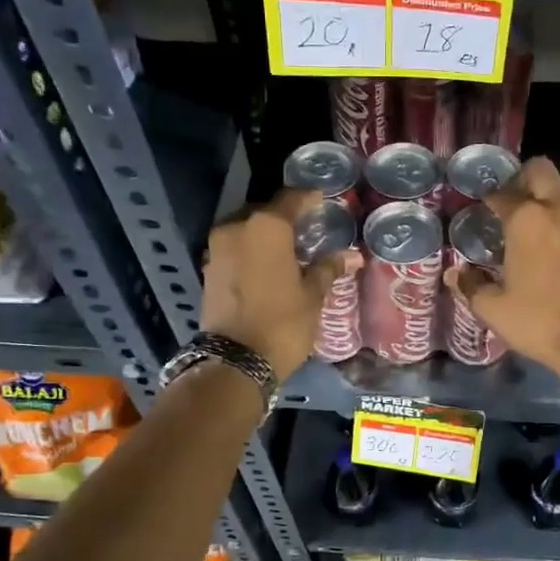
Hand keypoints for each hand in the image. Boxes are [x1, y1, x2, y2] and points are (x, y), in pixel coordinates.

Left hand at [201, 189, 359, 377]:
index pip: (290, 200)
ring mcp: (217, 249)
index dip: (308, 199)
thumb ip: (328, 268)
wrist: (235, 361)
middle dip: (284, 218)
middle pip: (264, 213)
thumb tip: (352, 255)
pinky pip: (234, 250)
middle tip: (306, 229)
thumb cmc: (282, 323)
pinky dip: (250, 252)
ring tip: (287, 250)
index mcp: (266, 227)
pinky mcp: (208, 270)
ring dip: (264, 236)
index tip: (322, 201)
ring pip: (245, 230)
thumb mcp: (312, 296)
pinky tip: (266, 267)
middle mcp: (236, 228)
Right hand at [445, 157, 559, 377]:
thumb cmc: (539, 319)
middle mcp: (558, 210)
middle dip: (522, 178)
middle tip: (506, 202)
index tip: (479, 207)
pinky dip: (558, 222)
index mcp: (527, 219)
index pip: (502, 193)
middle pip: (541, 171)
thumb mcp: (494, 308)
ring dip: (543, 201)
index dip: (487, 198)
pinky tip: (546, 248)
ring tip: (523, 228)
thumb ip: (471, 285)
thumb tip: (453, 274)